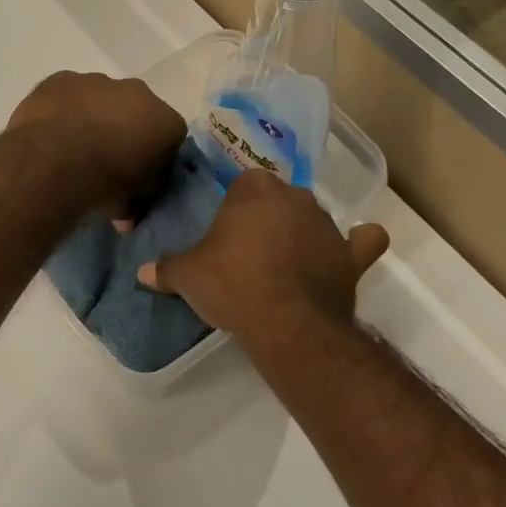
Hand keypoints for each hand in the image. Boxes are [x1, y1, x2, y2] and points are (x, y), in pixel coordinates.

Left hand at [6, 70, 186, 219]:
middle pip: (136, 110)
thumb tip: (126, 216)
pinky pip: (67, 94)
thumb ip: (136, 202)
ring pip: (100, 98)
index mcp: (165, 122)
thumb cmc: (104, 185)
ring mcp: (97, 81)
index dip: (155, 157)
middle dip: (125, 130)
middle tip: (105, 160)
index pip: (170, 137)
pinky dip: (62, 109)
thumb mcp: (131, 206)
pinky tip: (48, 133)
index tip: (138, 176)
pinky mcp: (61, 78)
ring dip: (92, 117)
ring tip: (71, 149)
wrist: (53, 163)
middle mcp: (138, 93)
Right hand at [138, 170, 388, 345]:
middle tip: (249, 251)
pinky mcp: (350, 255)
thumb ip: (166, 269)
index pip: (244, 183)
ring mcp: (327, 224)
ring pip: (313, 218)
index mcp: (255, 189)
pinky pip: (362, 241)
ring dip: (302, 233)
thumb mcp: (188, 276)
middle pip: (280, 198)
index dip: (235, 207)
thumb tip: (142, 272)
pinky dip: (359, 243)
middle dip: (268, 217)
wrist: (286, 323)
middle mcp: (295, 196)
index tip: (226, 233)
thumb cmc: (232, 285)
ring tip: (285, 265)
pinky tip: (352, 249)